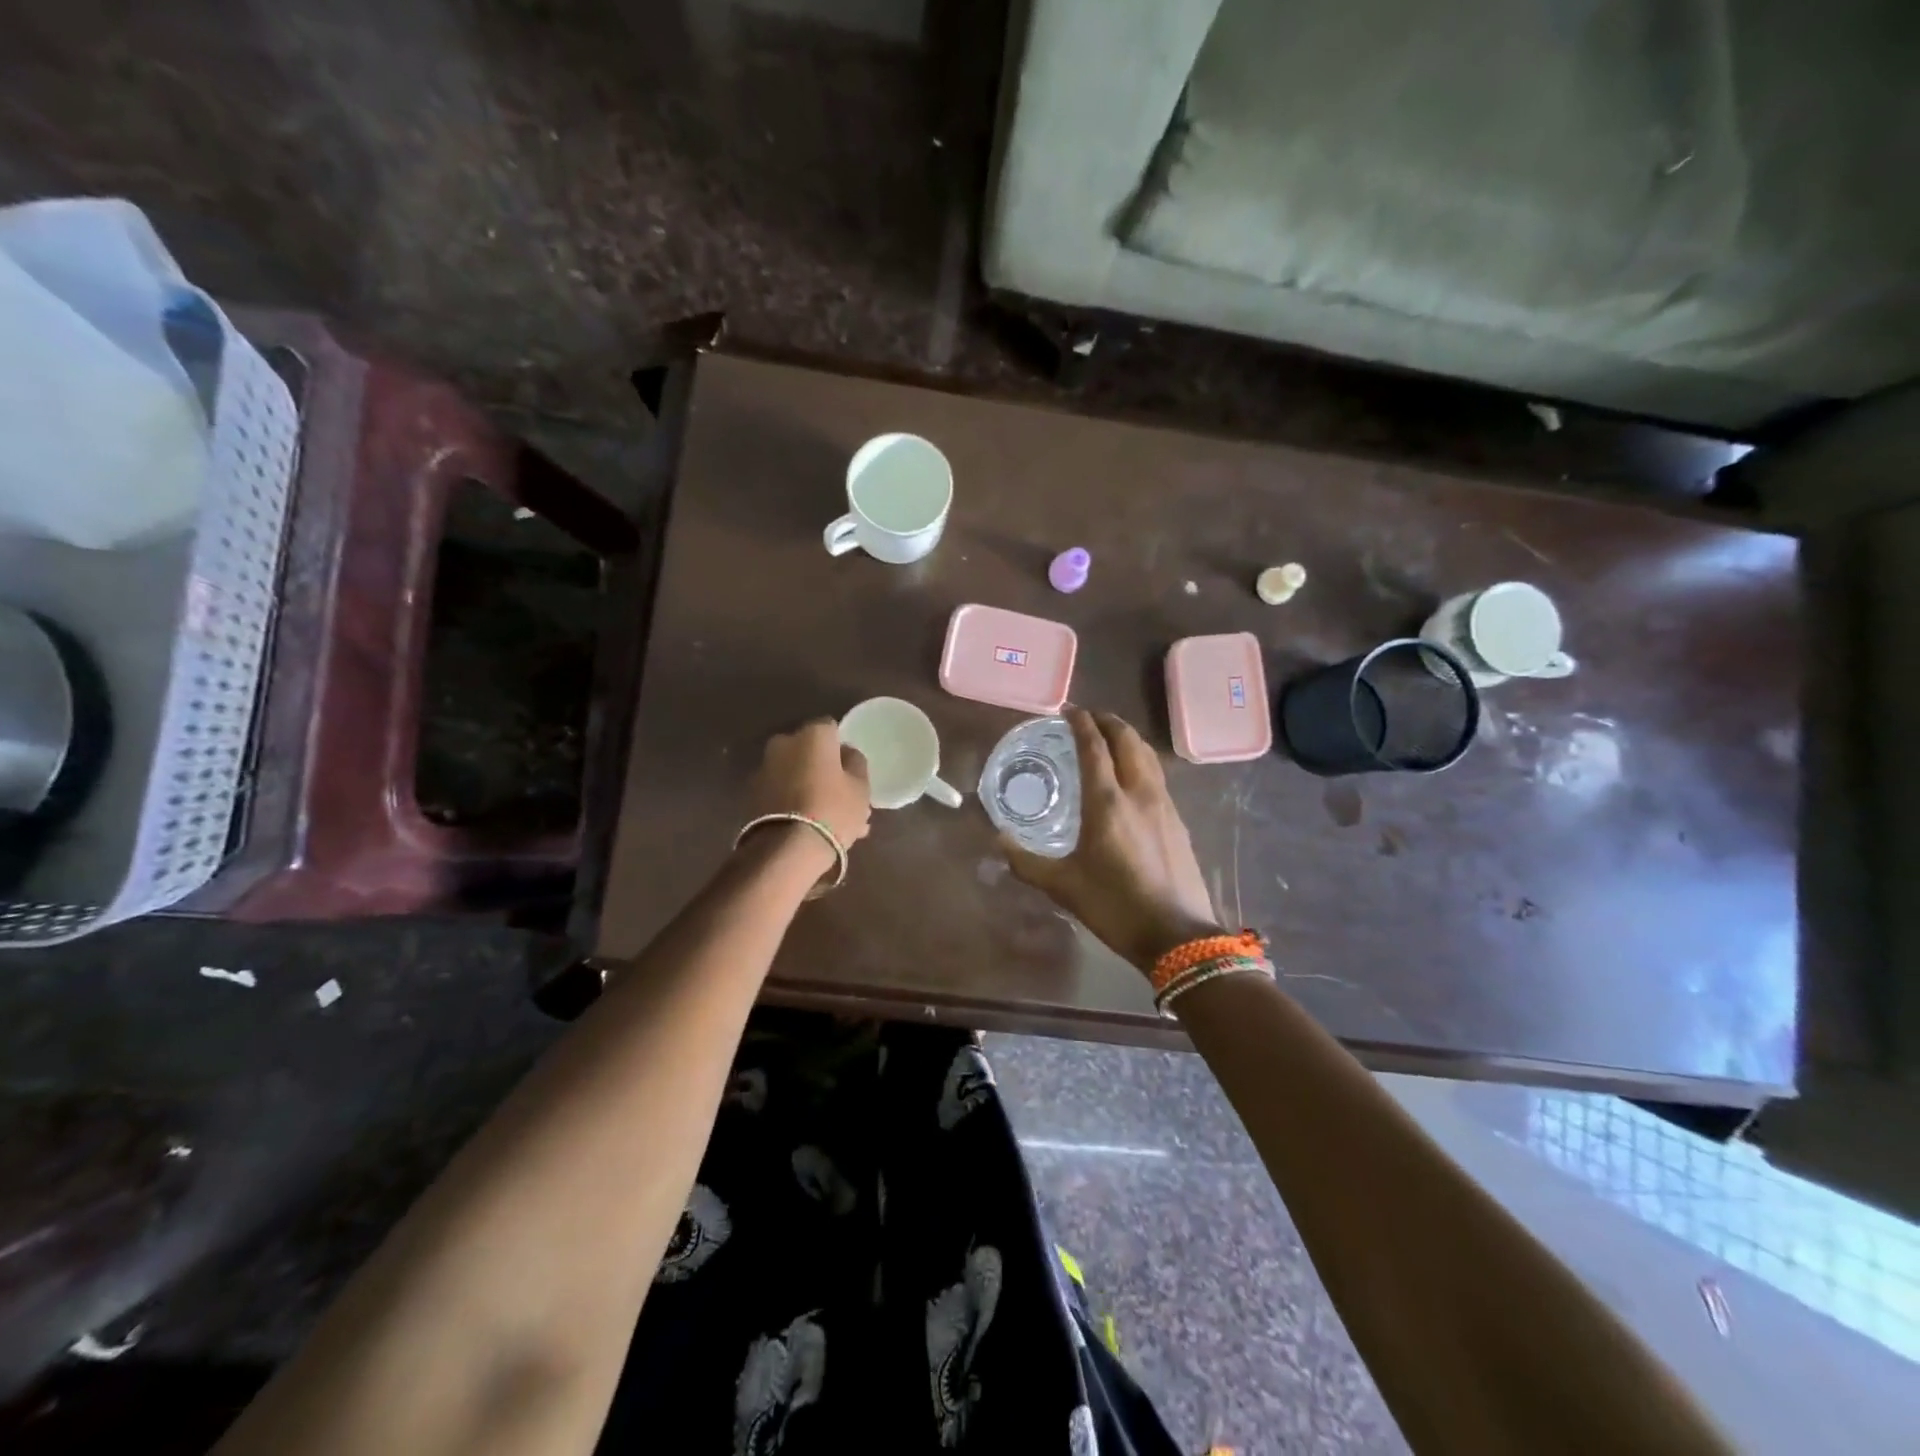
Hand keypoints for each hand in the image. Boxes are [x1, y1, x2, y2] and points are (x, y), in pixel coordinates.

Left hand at [749, 719, 871, 867]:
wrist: (787, 849)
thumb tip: (846, 753)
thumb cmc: (833, 809)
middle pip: (811, 753)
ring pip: (796, 775)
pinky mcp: (753, 795)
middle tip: (842, 797)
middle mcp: (784, 743)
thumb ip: (856, 763)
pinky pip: (783, 792)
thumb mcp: (860, 787)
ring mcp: (764, 769)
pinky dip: (795, 802)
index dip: (842, 748)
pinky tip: (811, 826)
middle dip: (825, 771)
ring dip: (811, 789)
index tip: (851, 769)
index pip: (832, 729)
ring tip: (830, 821)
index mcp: (812, 735)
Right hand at [1002, 708, 1221, 973]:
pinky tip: (1133, 778)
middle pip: (1128, 741)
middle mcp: (1139, 793)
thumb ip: (1027, 862)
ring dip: (1128, 738)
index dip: (1081, 723)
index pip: (1095, 747)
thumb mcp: (1064, 886)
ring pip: (1148, 756)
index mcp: (1107, 802)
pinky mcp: (1178, 821)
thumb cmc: (1115, 906)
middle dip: (1109, 722)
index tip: (1069, 710)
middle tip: (1089, 718)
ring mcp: (1164, 805)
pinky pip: (1157, 776)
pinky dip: (1141, 761)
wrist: (1178, 935)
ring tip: (1112, 738)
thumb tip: (998, 840)